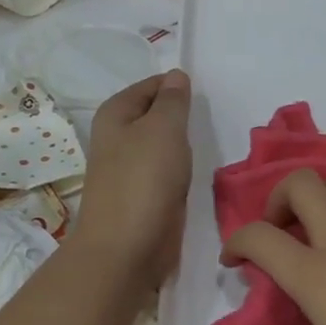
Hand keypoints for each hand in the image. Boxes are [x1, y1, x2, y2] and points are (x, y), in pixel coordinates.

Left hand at [71, 71, 191, 289]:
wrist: (127, 247)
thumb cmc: (144, 179)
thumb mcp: (164, 128)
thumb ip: (173, 100)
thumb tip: (176, 76)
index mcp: (115, 114)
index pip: (151, 85)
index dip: (177, 86)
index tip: (206, 96)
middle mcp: (117, 137)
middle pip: (156, 114)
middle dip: (181, 116)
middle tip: (210, 120)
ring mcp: (129, 168)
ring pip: (163, 145)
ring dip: (183, 146)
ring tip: (206, 145)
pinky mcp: (143, 195)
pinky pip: (166, 172)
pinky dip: (181, 171)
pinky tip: (195, 174)